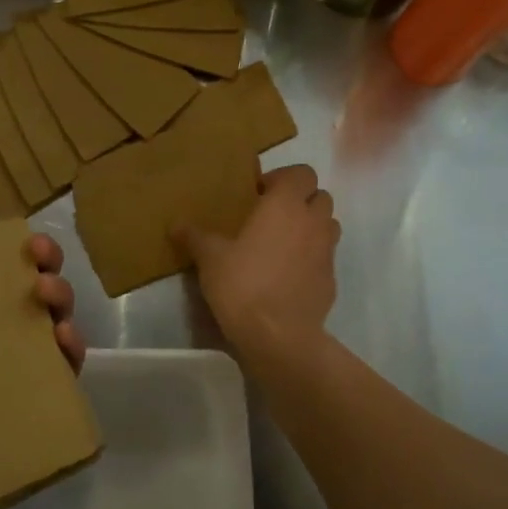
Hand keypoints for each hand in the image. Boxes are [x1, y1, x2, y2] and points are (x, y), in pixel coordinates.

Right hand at [176, 164, 339, 352]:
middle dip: (300, 201)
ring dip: (311, 227)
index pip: (302, 172)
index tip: (258, 194)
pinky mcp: (331, 280)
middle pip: (320, 196)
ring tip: (283, 243)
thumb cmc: (243, 285)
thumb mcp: (210, 258)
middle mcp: (313, 222)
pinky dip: (312, 258)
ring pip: (328, 225)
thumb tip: (176, 224)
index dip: (282, 178)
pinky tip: (288, 275)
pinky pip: (325, 258)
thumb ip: (195, 236)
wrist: (278, 336)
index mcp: (286, 205)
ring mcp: (327, 252)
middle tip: (272, 217)